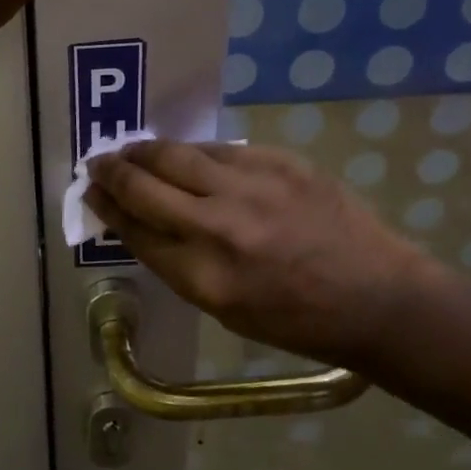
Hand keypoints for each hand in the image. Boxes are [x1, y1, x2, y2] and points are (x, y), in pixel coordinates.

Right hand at [87, 141, 441, 365]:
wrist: (378, 297)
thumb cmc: (296, 320)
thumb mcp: (224, 308)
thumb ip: (177, 263)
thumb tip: (140, 222)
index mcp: (203, 277)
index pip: (135, 229)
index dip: (107, 207)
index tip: (92, 193)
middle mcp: (219, 227)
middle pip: (145, 186)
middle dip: (112, 172)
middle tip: (98, 163)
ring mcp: (252, 188)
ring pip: (177, 155)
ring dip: (145, 151)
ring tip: (131, 150)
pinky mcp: (280, 163)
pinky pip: (220, 149)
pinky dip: (195, 153)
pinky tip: (188, 156)